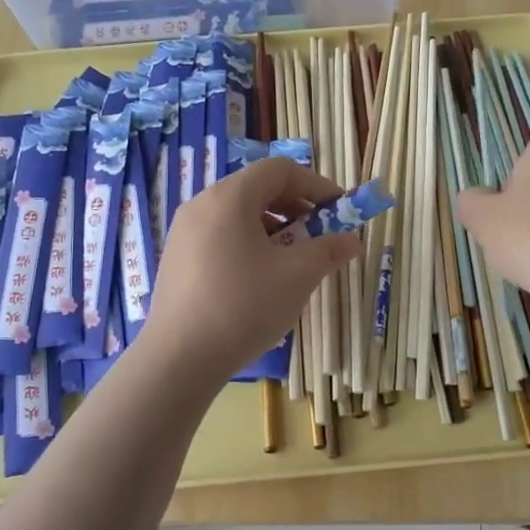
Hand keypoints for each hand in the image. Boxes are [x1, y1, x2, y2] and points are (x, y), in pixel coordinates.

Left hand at [140, 157, 361, 383]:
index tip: (339, 209)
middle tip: (320, 233)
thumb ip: (329, 250)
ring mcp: (184, 232)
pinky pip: (220, 235)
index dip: (315, 185)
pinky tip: (261, 277)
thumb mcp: (297, 276)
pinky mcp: (177, 258)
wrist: (180, 359)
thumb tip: (353, 240)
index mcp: (230, 197)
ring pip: (238, 214)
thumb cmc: (244, 306)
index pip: (279, 170)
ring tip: (293, 259)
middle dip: (296, 206)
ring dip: (274, 227)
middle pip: (257, 189)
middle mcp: (202, 204)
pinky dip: (248, 243)